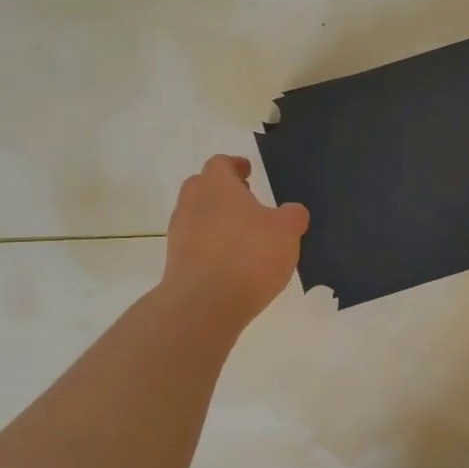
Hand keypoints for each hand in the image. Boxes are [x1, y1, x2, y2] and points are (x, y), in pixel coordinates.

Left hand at [162, 156, 309, 324]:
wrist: (204, 304)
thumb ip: (292, 215)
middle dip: (223, 191)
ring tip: (242, 236)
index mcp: (217, 185)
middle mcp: (192, 203)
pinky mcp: (175, 262)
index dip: (235, 165)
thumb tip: (293, 212)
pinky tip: (231, 262)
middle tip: (246, 202)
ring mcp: (179, 233)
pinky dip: (210, 246)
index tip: (248, 172)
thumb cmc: (249, 255)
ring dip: (216, 220)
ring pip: (197, 216)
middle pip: (203, 186)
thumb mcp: (287, 231)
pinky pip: (194, 244)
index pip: (220, 163)